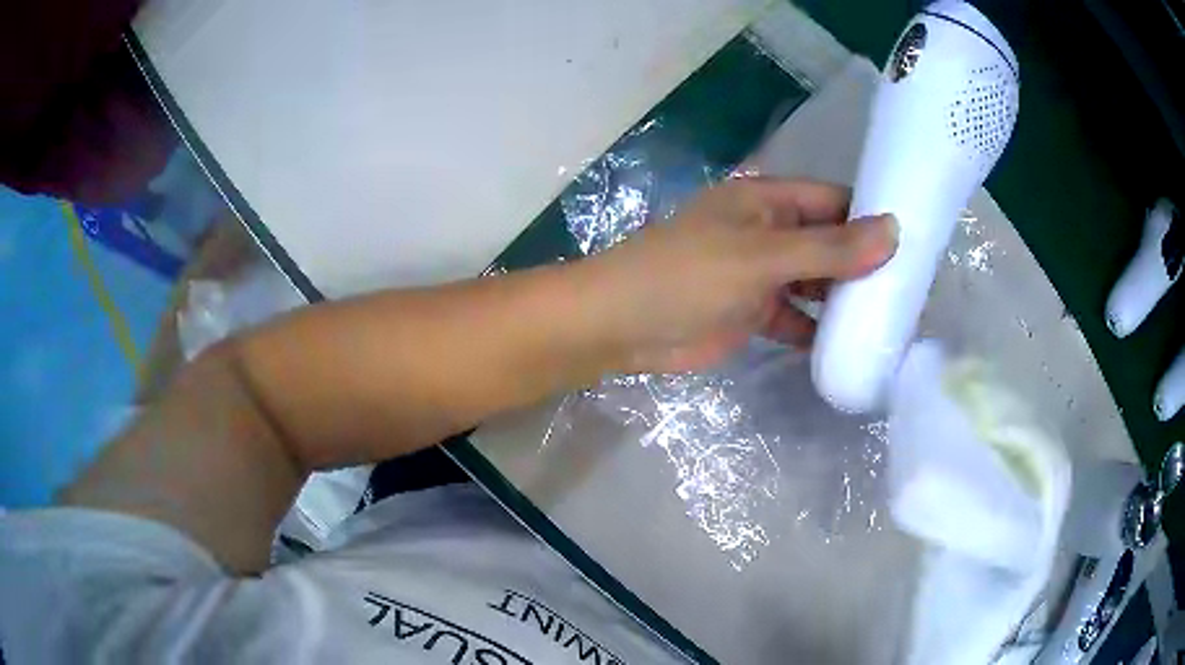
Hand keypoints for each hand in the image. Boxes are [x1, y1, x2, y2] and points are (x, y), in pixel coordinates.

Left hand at [580, 178, 897, 372]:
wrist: (620, 326)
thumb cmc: (687, 276)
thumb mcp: (762, 257)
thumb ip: (828, 249)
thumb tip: (894, 231)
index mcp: (768, 201)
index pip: (834, 201)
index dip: (872, 218)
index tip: (916, 243)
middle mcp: (769, 232)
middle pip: (829, 243)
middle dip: (864, 264)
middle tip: (913, 291)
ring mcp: (762, 274)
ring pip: (816, 282)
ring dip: (846, 299)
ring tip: (893, 320)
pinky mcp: (753, 312)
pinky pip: (797, 317)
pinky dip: (818, 329)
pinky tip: (851, 345)